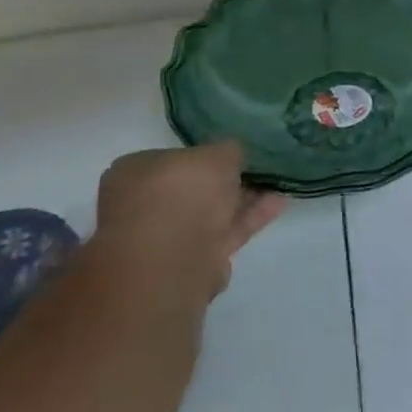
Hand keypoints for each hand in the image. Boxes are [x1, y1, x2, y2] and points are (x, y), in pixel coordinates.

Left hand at [95, 143, 285, 302]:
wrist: (173, 257)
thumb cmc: (182, 192)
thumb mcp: (216, 154)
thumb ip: (228, 151)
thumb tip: (232, 154)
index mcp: (133, 173)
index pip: (171, 158)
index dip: (203, 155)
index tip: (233, 155)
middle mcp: (143, 205)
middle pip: (192, 189)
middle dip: (224, 181)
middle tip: (257, 171)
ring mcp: (165, 237)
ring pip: (210, 213)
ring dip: (243, 200)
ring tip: (276, 185)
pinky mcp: (192, 261)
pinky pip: (224, 232)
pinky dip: (249, 218)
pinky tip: (278, 203)